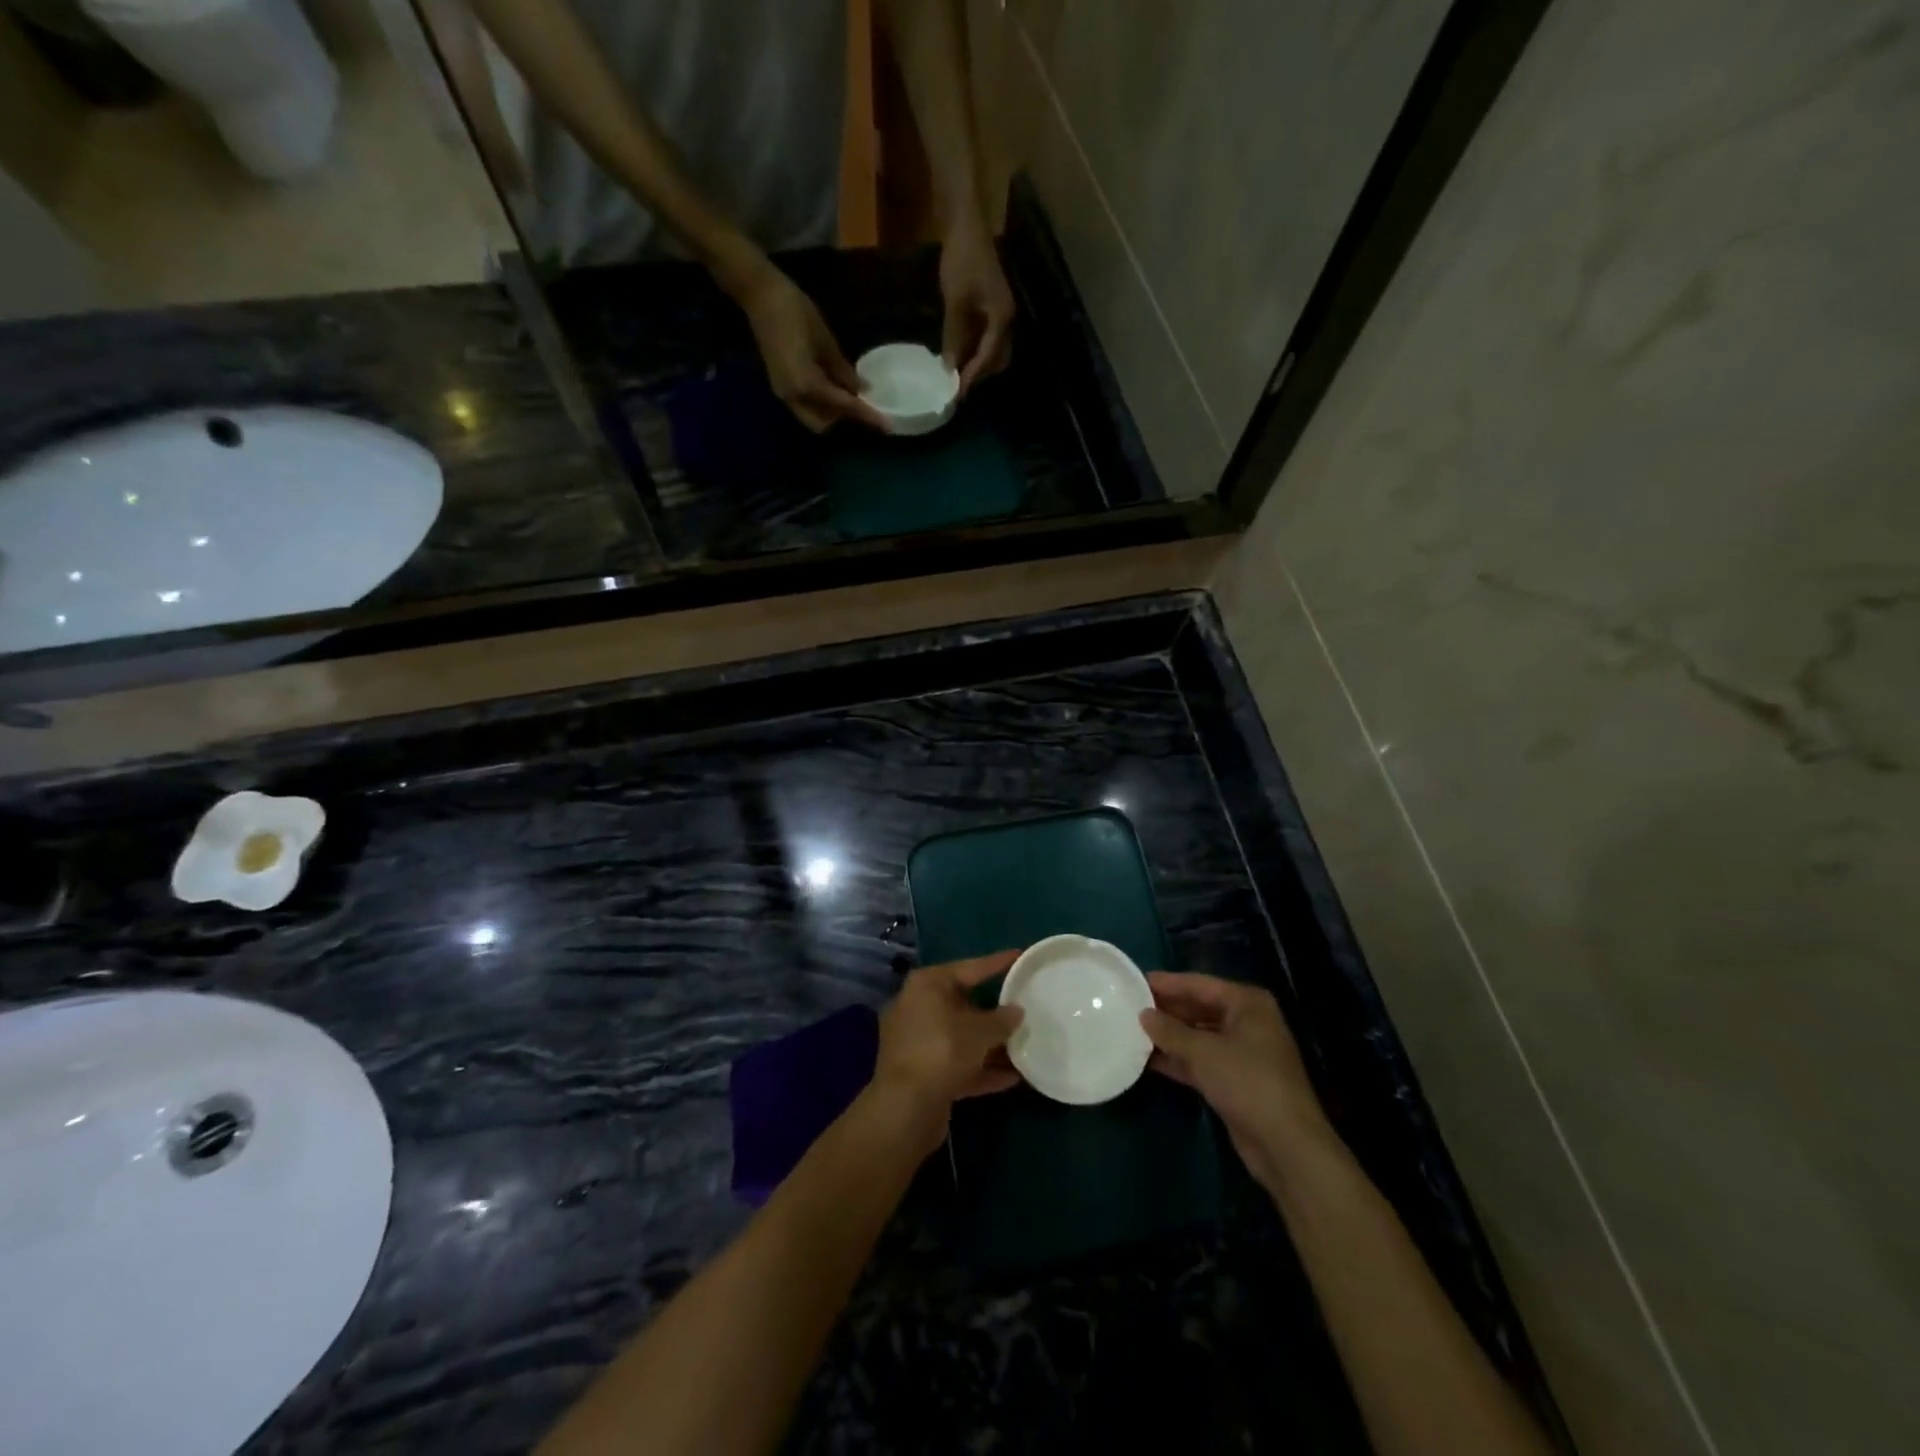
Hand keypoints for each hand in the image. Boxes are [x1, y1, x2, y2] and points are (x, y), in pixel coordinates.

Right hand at [734, 263, 887, 432]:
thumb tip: (862, 389)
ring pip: (813, 417)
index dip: (866, 415)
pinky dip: (821, 403)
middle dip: (843, 419)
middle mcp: (793, 396)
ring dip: (832, 412)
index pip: (843, 406)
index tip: (886, 425)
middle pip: (823, 423)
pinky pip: (805, 405)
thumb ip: (842, 370)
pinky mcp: (781, 386)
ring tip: (849, 395)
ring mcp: (783, 393)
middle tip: (862, 404)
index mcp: (806, 384)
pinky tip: (833, 386)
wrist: (759, 295)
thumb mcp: (825, 341)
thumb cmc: (794, 311)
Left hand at [873, 952, 1024, 1150]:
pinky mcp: (921, 1073)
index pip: (968, 968)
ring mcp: (916, 1042)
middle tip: (1022, 1009)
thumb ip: (1002, 1020)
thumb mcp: (979, 1032)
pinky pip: (956, 1063)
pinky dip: (980, 1068)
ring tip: (1024, 1045)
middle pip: (962, 1004)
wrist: (905, 1108)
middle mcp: (917, 1007)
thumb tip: (1016, 1011)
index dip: (995, 963)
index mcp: (926, 986)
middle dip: (993, 1012)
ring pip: (960, 1037)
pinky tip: (1012, 1078)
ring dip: (989, 1045)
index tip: (1018, 956)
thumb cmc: (942, 1051)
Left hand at [939, 218, 1015, 393]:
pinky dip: (974, 348)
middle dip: (978, 375)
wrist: (967, 223)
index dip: (971, 378)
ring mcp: (1001, 312)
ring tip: (955, 374)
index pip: (988, 359)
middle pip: (996, 360)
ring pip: (992, 349)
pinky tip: (957, 352)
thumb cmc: (962, 260)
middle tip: (956, 387)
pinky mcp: (992, 305)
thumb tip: (949, 369)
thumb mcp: (955, 303)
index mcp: (1002, 320)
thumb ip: (954, 338)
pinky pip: (986, 336)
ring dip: (976, 363)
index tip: (956, 395)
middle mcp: (1007, 320)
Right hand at [1140, 972, 1330, 1187]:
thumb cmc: (1247, 1082)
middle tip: (1129, 1006)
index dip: (1167, 983)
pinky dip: (1178, 1060)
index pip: (1199, 984)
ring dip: (1170, 1036)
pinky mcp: (1236, 1081)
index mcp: (1247, 1004)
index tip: (1134, 981)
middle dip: (1167, 1010)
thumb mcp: (1203, 1051)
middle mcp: (1247, 1022)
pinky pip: (1201, 1061)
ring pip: (1199, 1036)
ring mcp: (1243, 1053)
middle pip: (1199, 1008)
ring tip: (1132, 1030)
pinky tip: (1148, 1060)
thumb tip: (1143, 1014)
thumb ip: (1170, 1030)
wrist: (1285, 1145)